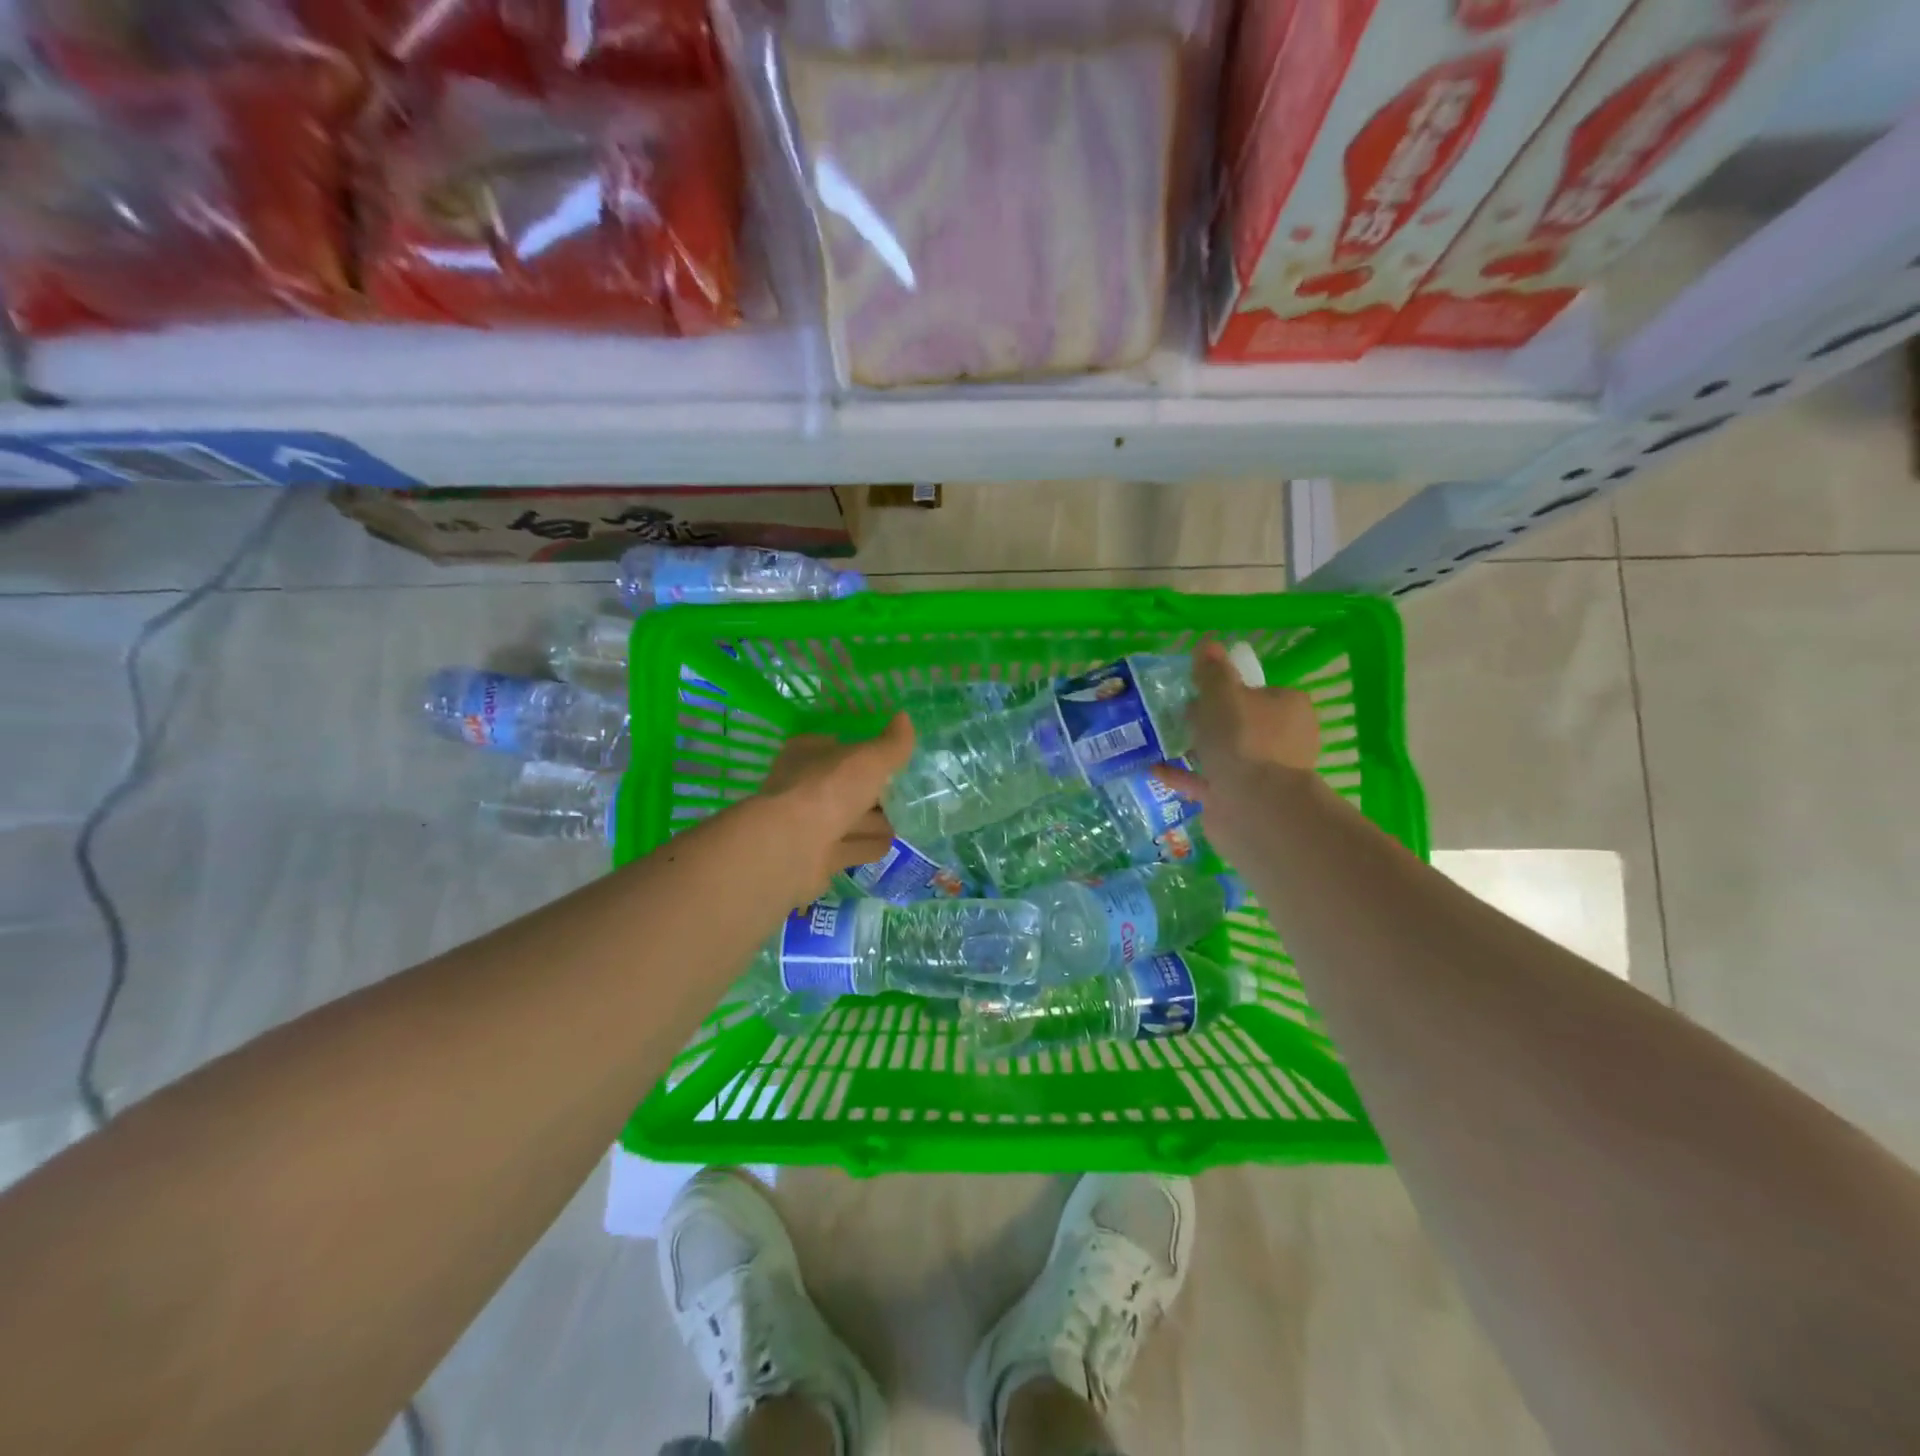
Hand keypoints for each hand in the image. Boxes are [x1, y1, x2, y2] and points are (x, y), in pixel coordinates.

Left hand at [758, 714, 915, 902]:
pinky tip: (888, 845)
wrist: (791, 846)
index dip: (862, 754)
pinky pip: (849, 847)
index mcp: (807, 754)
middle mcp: (804, 787)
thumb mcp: (869, 759)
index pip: (837, 748)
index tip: (890, 761)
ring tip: (903, 823)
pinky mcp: (816, 857)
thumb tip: (905, 718)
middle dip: (872, 794)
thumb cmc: (828, 789)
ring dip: (873, 823)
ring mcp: (808, 824)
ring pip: (848, 819)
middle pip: (845, 788)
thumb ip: (892, 744)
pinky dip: (866, 846)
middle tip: (904, 796)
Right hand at [1154, 641, 1319, 803]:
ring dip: (1197, 748)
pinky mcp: (1240, 800)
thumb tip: (1207, 644)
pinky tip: (1155, 768)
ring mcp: (1262, 774)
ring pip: (1225, 754)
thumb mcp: (1222, 694)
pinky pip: (1206, 781)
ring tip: (1162, 739)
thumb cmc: (1243, 740)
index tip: (1200, 690)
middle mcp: (1282, 740)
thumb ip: (1212, 671)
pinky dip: (1183, 775)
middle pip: (1241, 723)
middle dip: (1211, 720)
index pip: (1259, 691)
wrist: (1254, 807)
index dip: (1229, 689)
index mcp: (1288, 709)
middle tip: (1178, 713)